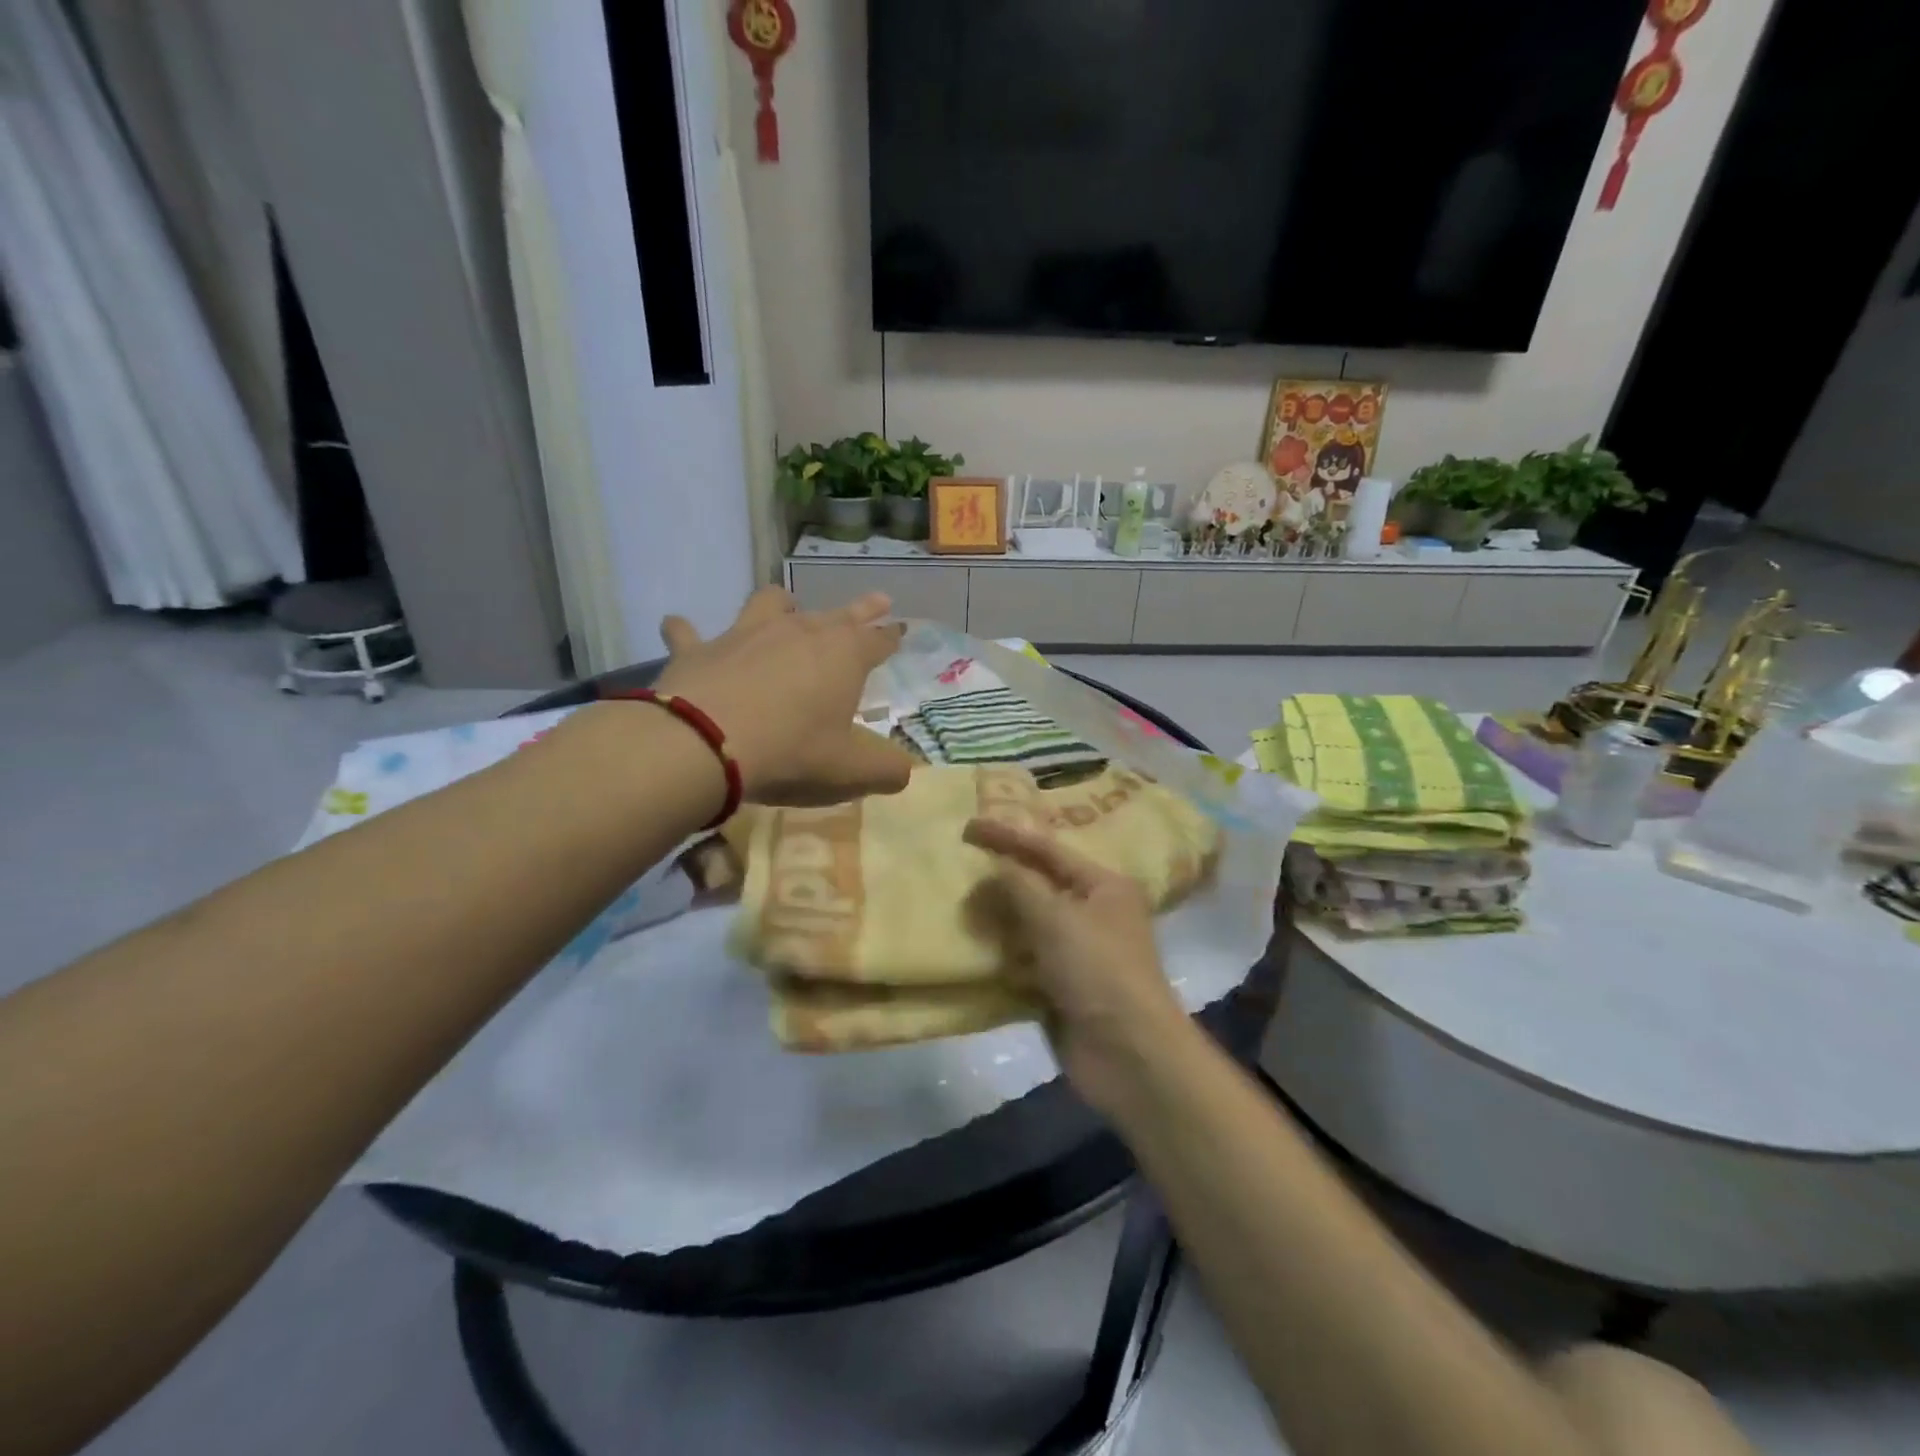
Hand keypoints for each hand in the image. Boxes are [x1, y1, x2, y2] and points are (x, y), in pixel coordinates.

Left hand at [655, 586, 912, 805]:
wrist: (705, 744)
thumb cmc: (791, 753)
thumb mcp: (850, 771)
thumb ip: (885, 770)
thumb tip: (904, 772)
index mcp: (843, 656)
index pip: (877, 640)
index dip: (891, 637)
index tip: (900, 630)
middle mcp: (799, 632)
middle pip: (837, 614)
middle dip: (861, 610)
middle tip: (878, 601)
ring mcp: (746, 634)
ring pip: (769, 604)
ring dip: (780, 605)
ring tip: (785, 606)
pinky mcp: (699, 649)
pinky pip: (689, 633)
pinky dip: (686, 631)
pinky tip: (678, 627)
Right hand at [964, 817, 1189, 1116]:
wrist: (1129, 1054)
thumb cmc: (1097, 970)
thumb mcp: (1057, 918)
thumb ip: (1020, 886)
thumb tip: (994, 867)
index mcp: (1103, 886)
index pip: (1048, 850)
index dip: (1008, 836)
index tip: (968, 827)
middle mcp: (1094, 913)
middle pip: (1039, 885)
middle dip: (1002, 877)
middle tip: (960, 866)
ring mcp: (1078, 952)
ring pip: (1030, 924)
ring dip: (998, 917)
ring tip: (959, 905)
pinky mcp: (1062, 986)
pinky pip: (1025, 960)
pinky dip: (1002, 955)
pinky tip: (973, 949)